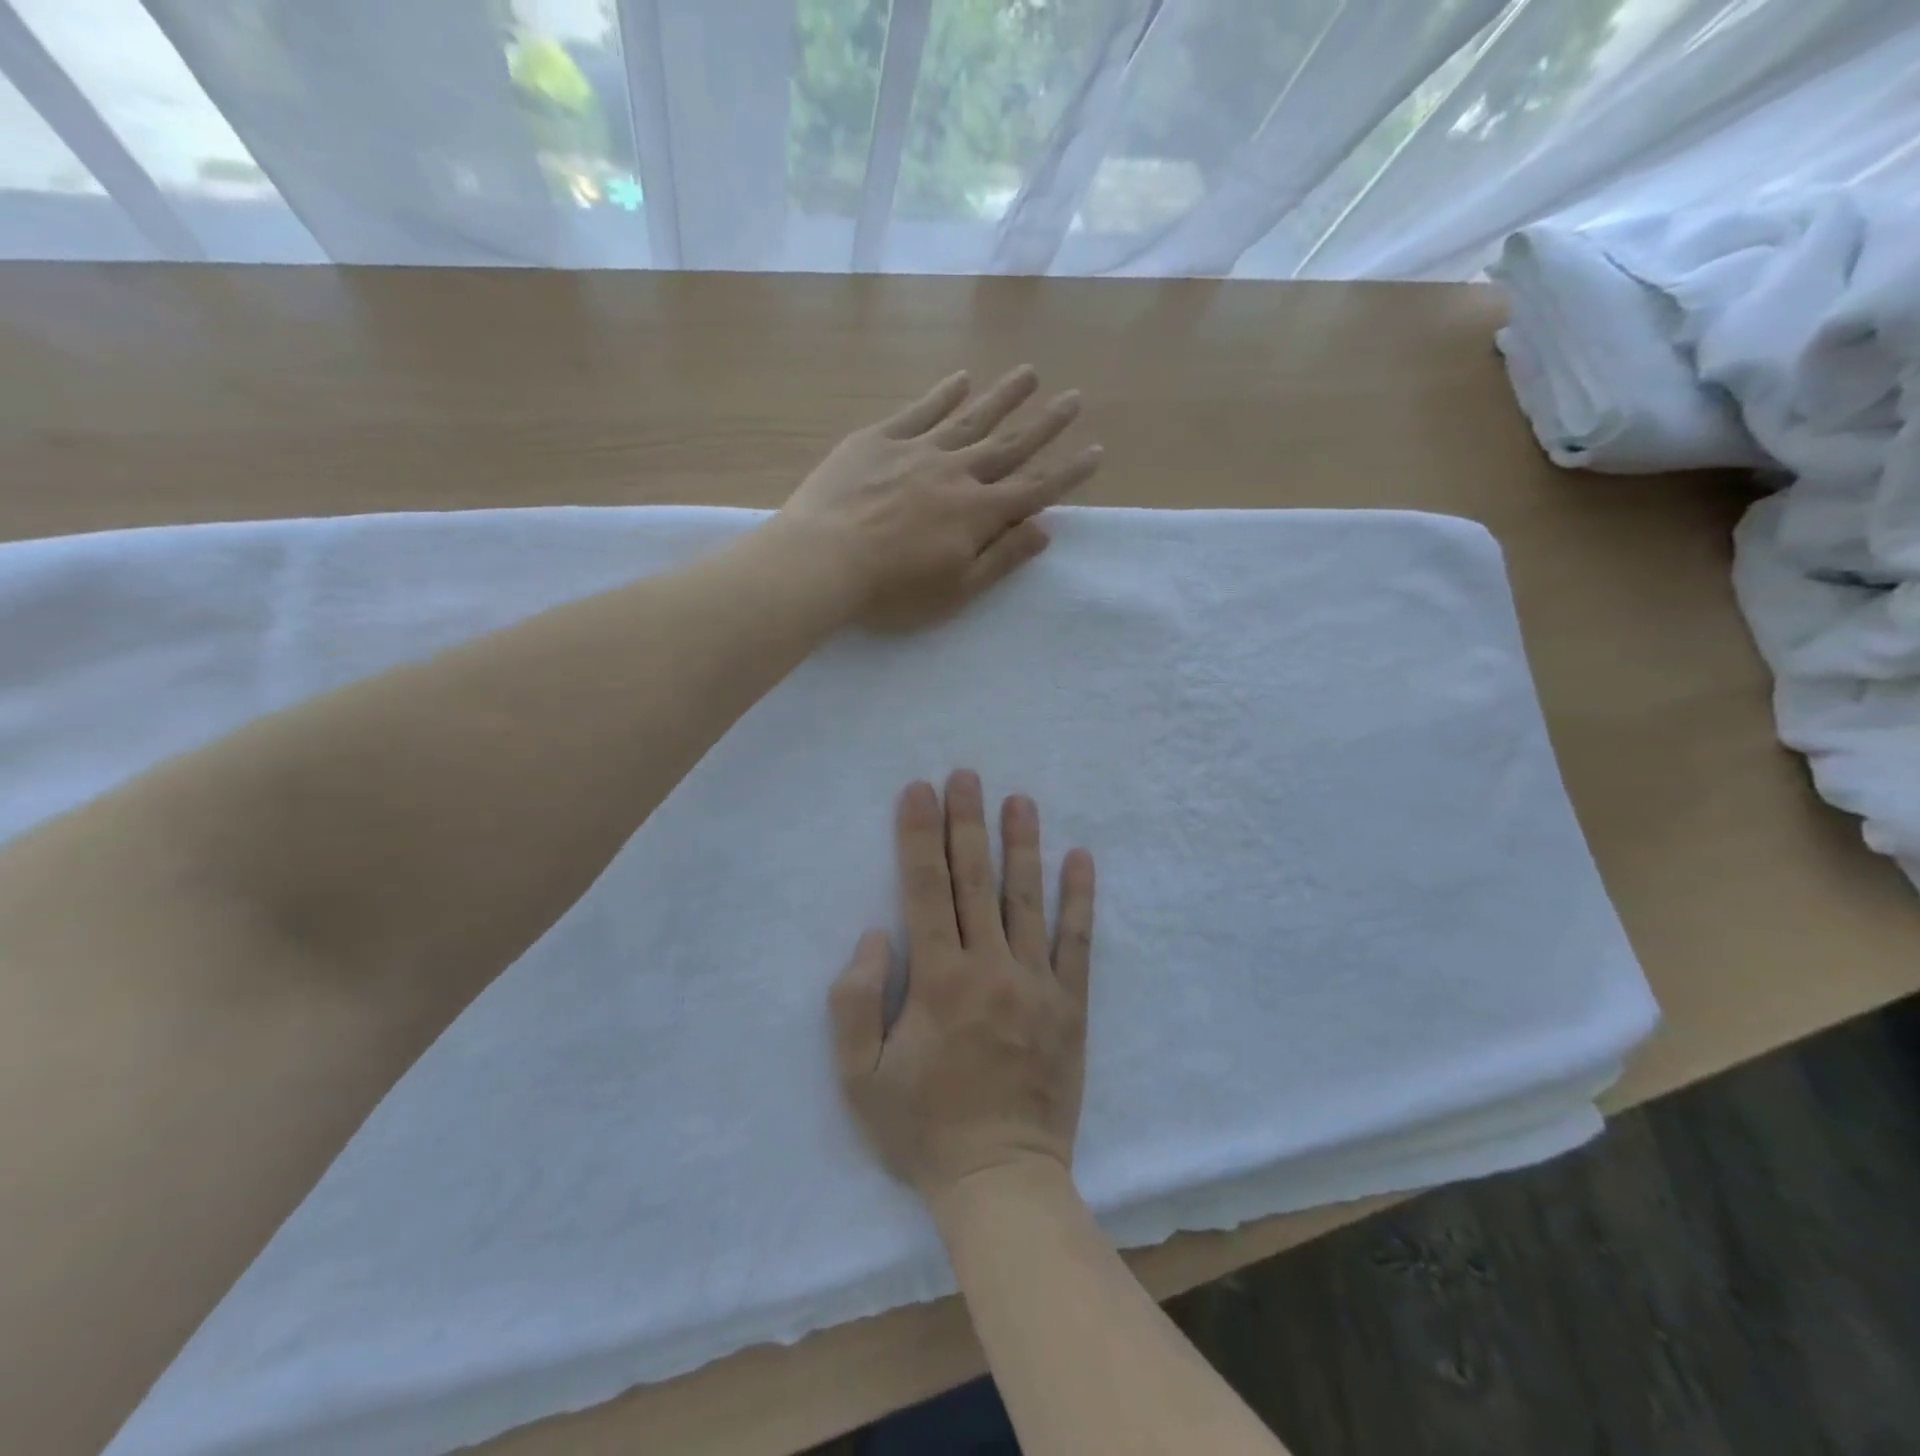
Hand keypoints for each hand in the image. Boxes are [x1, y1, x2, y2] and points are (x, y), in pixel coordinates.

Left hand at [781, 366, 1101, 630]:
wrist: (822, 560)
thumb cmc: (891, 591)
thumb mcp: (955, 591)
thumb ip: (1001, 559)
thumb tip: (1044, 530)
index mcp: (977, 515)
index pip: (1034, 490)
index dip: (1067, 473)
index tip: (1095, 451)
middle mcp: (956, 474)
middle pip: (1009, 445)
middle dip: (1045, 424)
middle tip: (1074, 398)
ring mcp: (917, 451)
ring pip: (970, 419)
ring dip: (1003, 397)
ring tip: (1029, 374)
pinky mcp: (878, 440)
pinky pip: (920, 411)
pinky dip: (943, 394)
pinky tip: (960, 378)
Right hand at [830, 772, 1095, 1202]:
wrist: (1002, 1180)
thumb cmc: (924, 1129)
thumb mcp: (860, 1078)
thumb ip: (853, 1002)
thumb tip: (875, 935)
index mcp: (937, 980)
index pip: (925, 889)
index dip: (919, 836)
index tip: (919, 790)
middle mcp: (990, 968)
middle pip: (975, 881)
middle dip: (967, 823)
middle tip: (967, 775)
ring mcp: (1037, 983)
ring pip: (1028, 899)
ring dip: (1022, 845)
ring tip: (1020, 800)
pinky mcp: (1071, 1004)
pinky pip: (1077, 941)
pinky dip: (1080, 898)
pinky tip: (1081, 859)